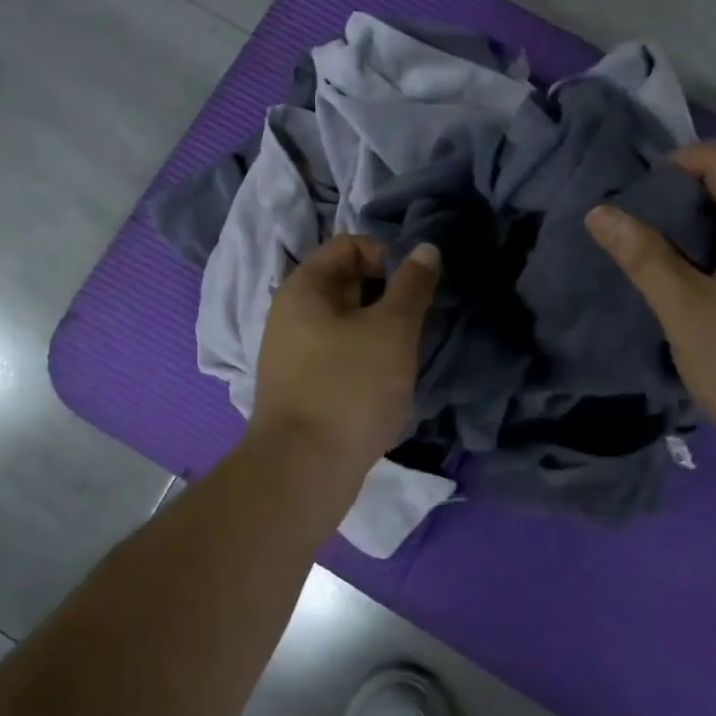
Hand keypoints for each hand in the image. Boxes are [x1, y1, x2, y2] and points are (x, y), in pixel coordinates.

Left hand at [246, 234, 440, 484]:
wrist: (303, 471)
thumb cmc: (350, 387)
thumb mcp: (392, 329)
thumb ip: (412, 285)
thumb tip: (426, 249)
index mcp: (304, 287)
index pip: (349, 245)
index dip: (386, 256)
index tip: (413, 290)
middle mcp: (290, 313)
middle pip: (347, 283)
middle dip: (387, 298)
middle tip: (413, 326)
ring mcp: (292, 352)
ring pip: (346, 323)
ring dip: (379, 333)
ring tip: (401, 359)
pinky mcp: (301, 386)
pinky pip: (338, 356)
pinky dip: (364, 360)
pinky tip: (383, 386)